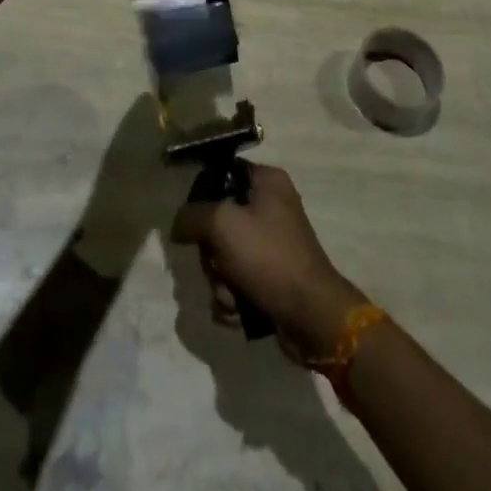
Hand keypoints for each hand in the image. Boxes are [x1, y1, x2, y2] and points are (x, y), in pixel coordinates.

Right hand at [171, 163, 366, 363]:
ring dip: (220, 282)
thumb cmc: (269, 257)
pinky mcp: (271, 279)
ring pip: (224, 257)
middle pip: (219, 222)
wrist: (312, 317)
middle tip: (218, 265)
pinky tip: (239, 311)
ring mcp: (272, 245)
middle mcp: (271, 208)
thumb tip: (178, 225)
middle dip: (212, 254)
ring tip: (232, 295)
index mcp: (267, 182)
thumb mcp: (223, 224)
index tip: (194, 218)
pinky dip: (232, 299)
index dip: (204, 194)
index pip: (223, 173)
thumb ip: (192, 216)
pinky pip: (236, 282)